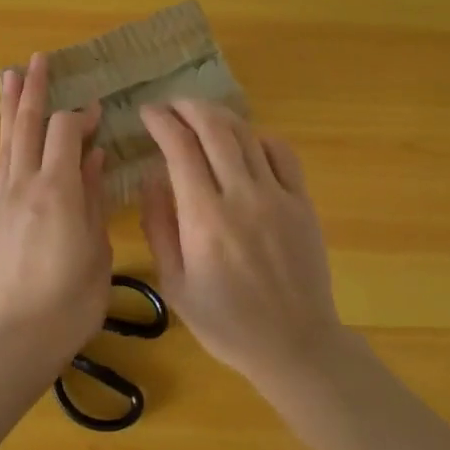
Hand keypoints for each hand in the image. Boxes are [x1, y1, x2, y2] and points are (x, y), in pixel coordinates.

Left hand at [0, 53, 111, 365]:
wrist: (13, 340)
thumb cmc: (69, 303)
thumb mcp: (96, 251)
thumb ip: (92, 199)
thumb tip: (93, 158)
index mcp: (57, 190)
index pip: (65, 131)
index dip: (81, 115)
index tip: (98, 112)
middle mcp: (24, 185)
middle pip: (27, 124)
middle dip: (35, 89)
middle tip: (38, 59)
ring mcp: (3, 198)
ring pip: (7, 140)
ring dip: (11, 105)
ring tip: (10, 75)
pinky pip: (0, 163)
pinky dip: (6, 138)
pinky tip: (9, 131)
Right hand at [138, 100, 344, 387]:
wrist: (294, 344)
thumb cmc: (226, 322)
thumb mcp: (175, 285)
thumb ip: (159, 226)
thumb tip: (151, 177)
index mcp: (204, 218)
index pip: (180, 148)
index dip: (161, 122)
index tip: (147, 113)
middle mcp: (241, 196)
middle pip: (214, 128)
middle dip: (188, 107)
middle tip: (171, 105)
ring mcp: (277, 196)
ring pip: (246, 134)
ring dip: (219, 116)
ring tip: (200, 115)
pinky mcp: (302, 202)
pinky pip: (281, 153)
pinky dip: (257, 138)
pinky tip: (244, 144)